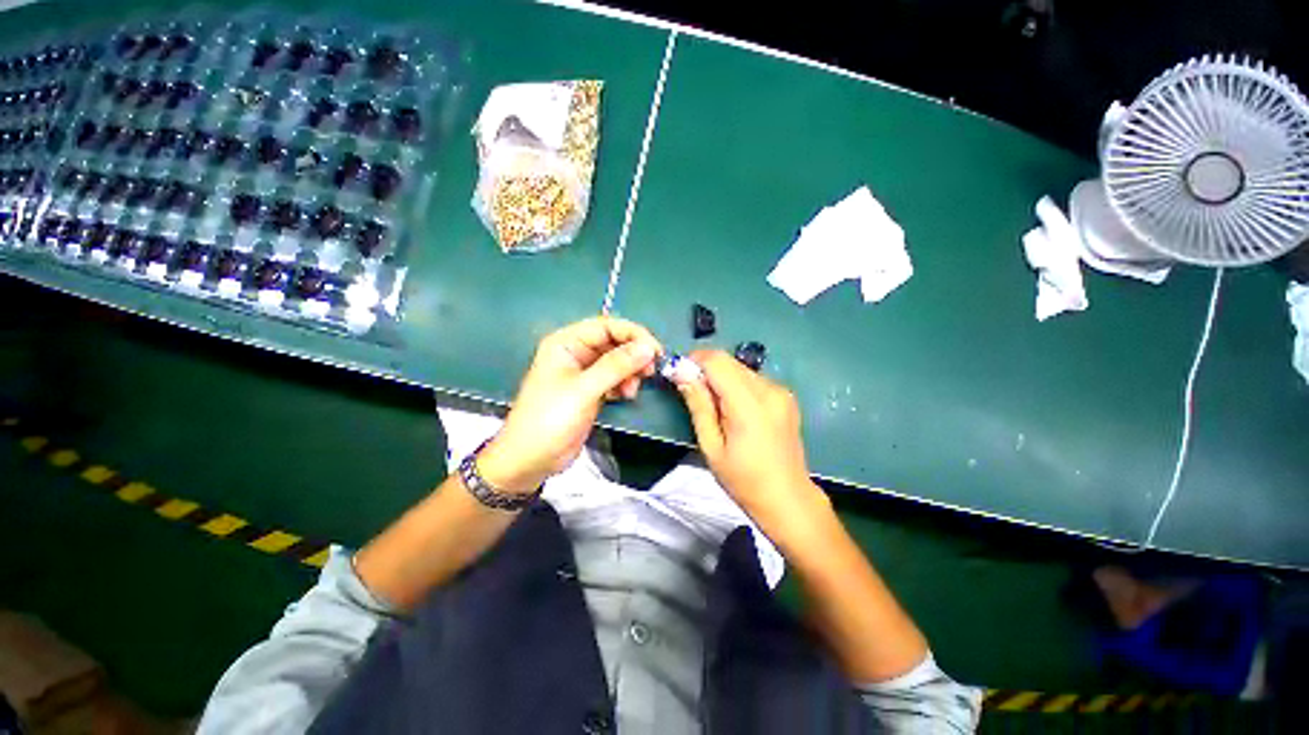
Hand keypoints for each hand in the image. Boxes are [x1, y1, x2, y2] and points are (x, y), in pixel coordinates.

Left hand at [478, 317, 661, 493]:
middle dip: (633, 355)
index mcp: (566, 343)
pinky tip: (625, 395)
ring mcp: (584, 373)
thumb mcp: (584, 390)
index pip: (606, 326)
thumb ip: (616, 366)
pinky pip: (614, 379)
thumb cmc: (550, 419)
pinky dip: (624, 384)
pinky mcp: (591, 391)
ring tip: (632, 390)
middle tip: (650, 370)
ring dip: (630, 372)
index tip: (655, 350)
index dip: (633, 334)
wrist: (530, 460)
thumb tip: (647, 347)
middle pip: (614, 343)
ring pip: (617, 362)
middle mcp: (576, 353)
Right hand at [674, 351, 829, 527]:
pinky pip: (753, 379)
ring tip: (714, 405)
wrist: (788, 498)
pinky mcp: (785, 396)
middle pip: (729, 361)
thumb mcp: (712, 446)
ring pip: (740, 368)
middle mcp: (769, 389)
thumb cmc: (744, 479)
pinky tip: (733, 408)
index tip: (679, 374)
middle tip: (692, 392)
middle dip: (706, 369)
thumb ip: (698, 405)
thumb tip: (681, 373)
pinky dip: (736, 384)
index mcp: (749, 405)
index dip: (694, 361)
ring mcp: (781, 391)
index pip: (717, 361)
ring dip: (721, 377)